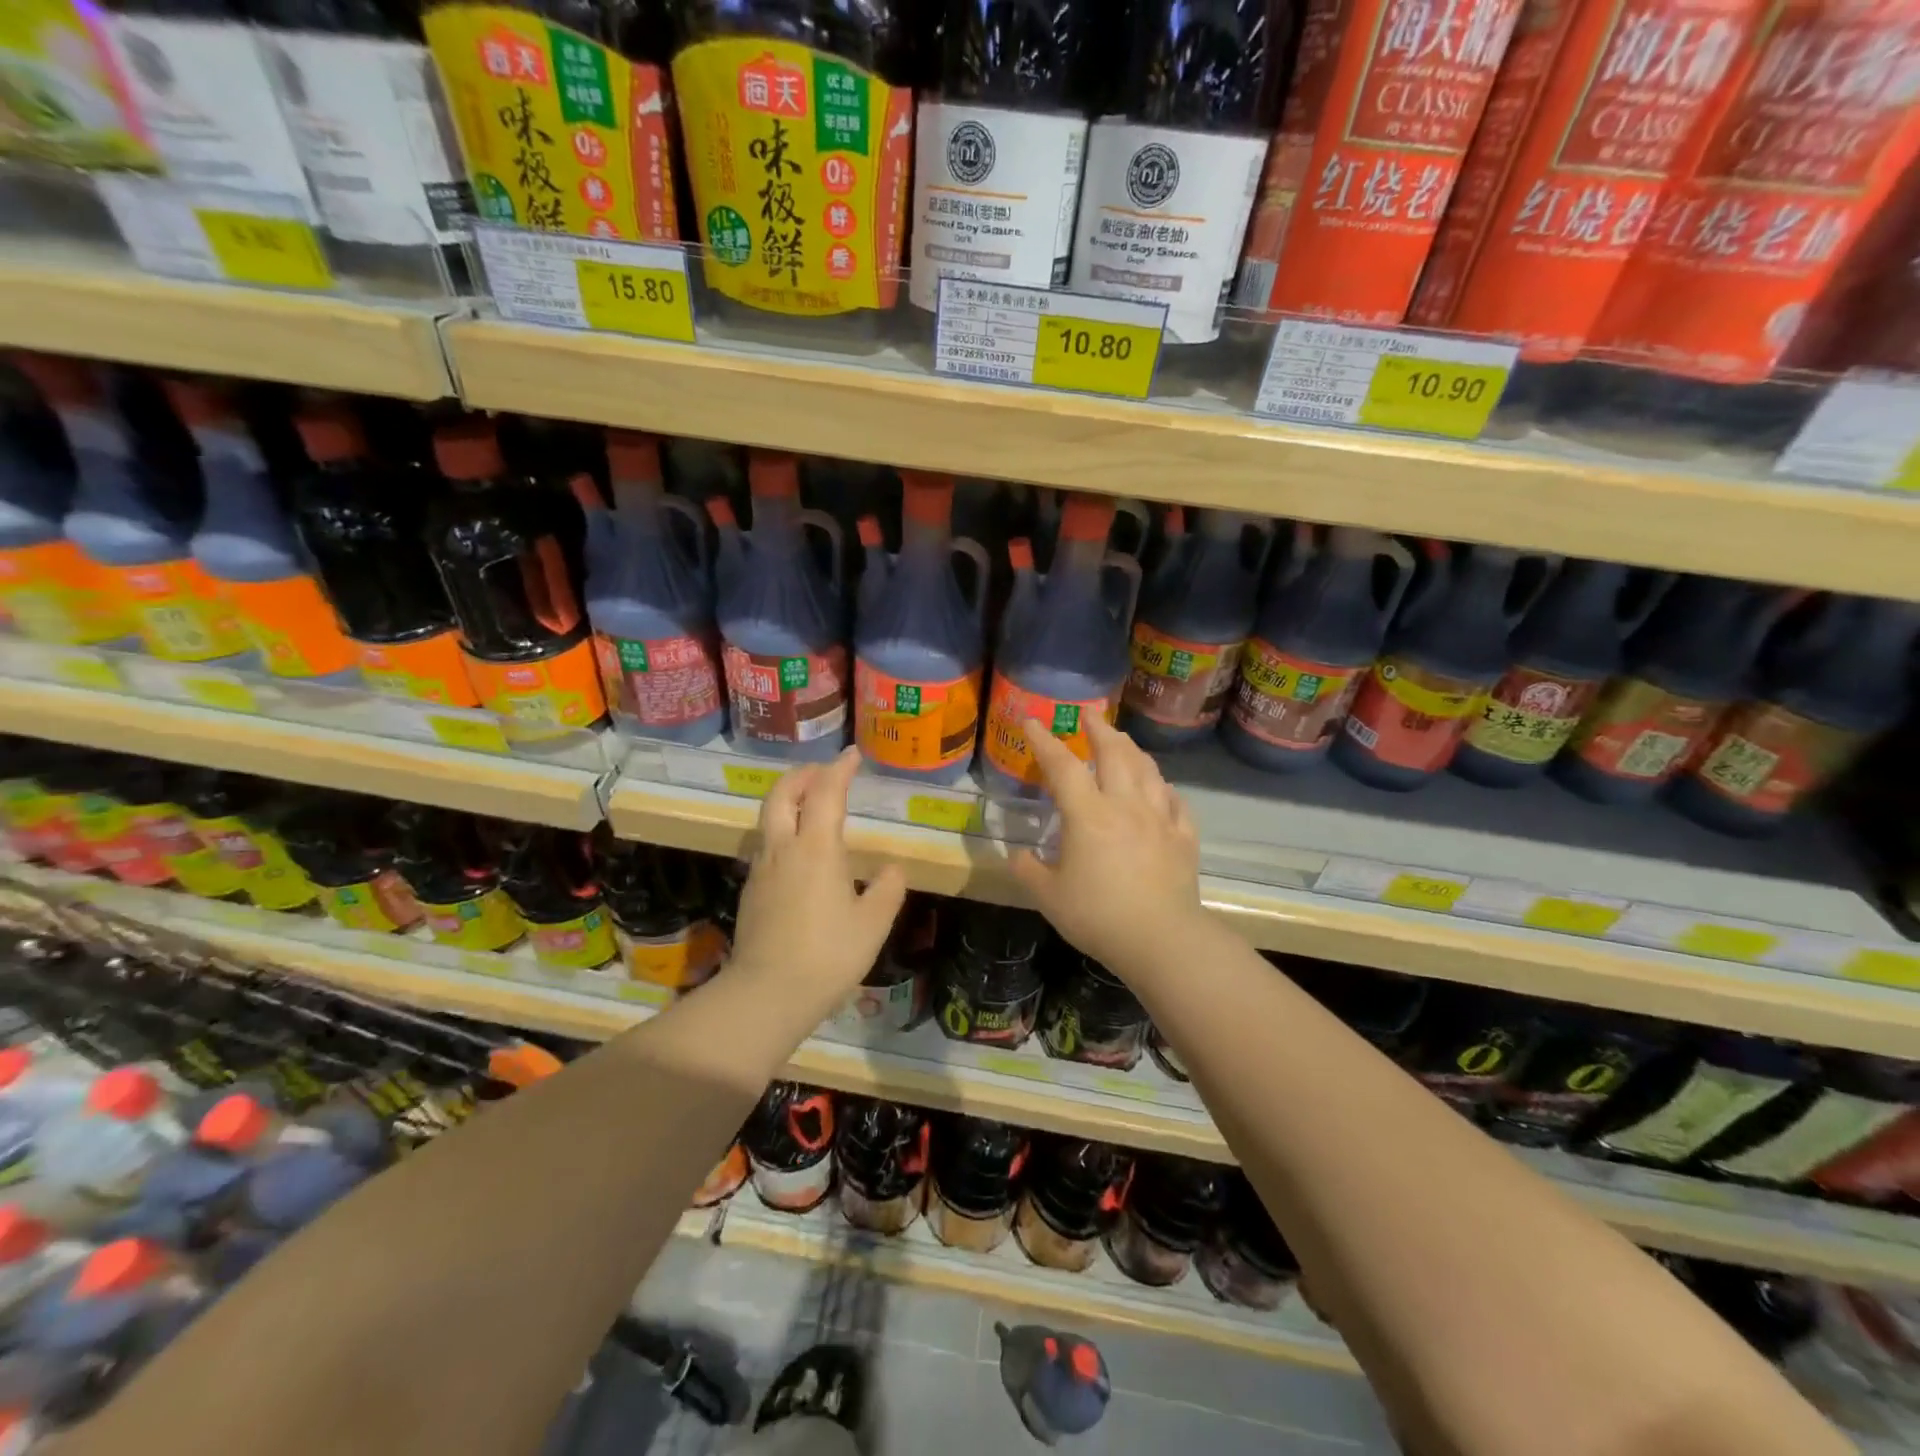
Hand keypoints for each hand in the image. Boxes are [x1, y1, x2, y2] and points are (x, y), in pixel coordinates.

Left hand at [726, 747, 908, 1019]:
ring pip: (768, 819)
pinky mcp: (752, 891)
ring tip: (810, 805)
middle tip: (823, 772)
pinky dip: (782, 830)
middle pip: (782, 794)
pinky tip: (799, 853)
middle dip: (802, 775)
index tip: (852, 755)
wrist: (768, 993)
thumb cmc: (829, 954)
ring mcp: (762, 869)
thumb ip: (886, 889)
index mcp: (817, 847)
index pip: (826, 792)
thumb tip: (891, 869)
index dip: (840, 769)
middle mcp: (784, 849)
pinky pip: (766, 845)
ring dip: (788, 800)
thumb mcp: (873, 923)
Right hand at [1009, 716, 1205, 975]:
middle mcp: (1125, 805)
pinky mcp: (1184, 836)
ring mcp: (1159, 818)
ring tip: (1122, 741)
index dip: (1044, 741)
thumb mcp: (1049, 897)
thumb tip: (1018, 854)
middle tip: (1089, 714)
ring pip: (1147, 770)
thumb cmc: (1098, 916)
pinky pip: (1175, 801)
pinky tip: (1160, 788)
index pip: (1062, 766)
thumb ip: (1028, 870)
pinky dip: (1163, 787)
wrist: (1161, 939)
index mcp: (1088, 815)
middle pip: (1114, 753)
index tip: (1032, 721)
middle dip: (1099, 728)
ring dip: (1131, 749)